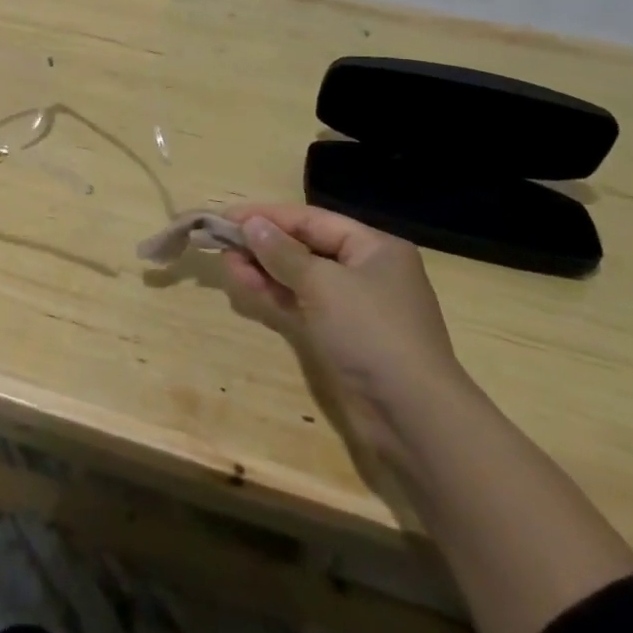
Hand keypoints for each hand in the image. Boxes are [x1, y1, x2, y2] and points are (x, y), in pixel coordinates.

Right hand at [220, 203, 467, 467]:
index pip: (312, 219)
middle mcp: (366, 271)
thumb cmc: (371, 333)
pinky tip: (245, 286)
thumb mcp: (323, 284)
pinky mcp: (341, 336)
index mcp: (374, 248)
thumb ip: (283, 252)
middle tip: (221, 242)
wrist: (412, 416)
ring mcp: (354, 307)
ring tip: (227, 264)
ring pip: (300, 277)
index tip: (227, 216)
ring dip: (264, 269)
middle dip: (264, 244)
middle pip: (305, 246)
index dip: (267, 216)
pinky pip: (301, 304)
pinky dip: (274, 294)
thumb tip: (251, 224)